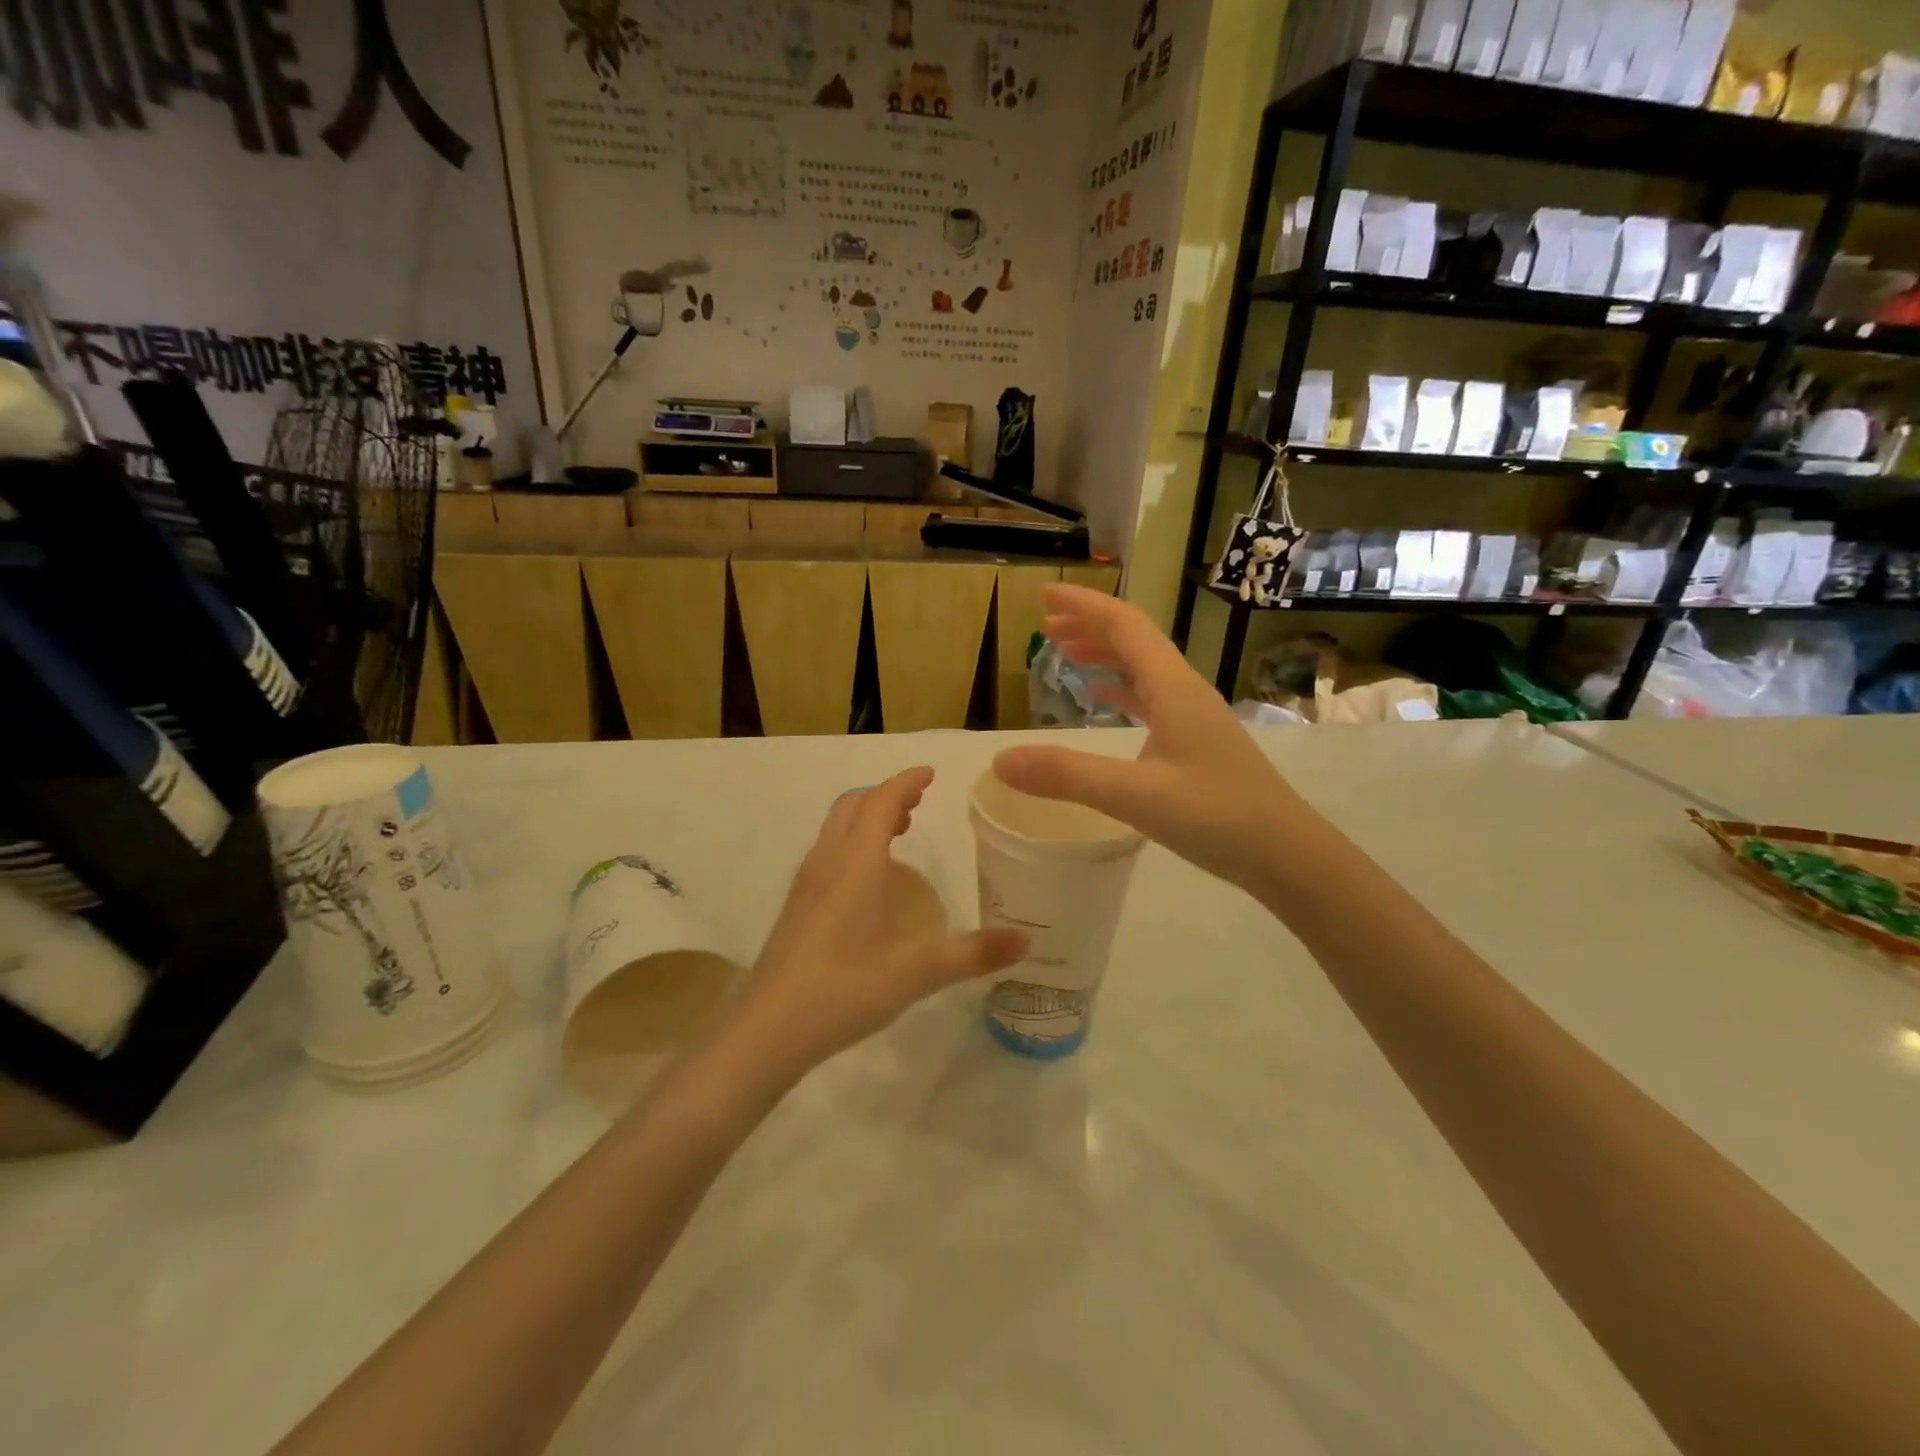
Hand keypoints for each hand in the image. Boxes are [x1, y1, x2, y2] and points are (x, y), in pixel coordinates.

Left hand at [729, 768, 1027, 1078]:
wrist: (770, 1028)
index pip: (881, 801)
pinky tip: (868, 880)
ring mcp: (806, 883)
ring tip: (898, 831)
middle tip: (918, 802)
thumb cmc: (847, 988)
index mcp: (857, 863)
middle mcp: (827, 862)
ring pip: (836, 828)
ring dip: (866, 817)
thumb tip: (1025, 941)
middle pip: (853, 806)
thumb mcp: (919, 972)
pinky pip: (827, 851)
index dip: (906, 782)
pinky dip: (852, 842)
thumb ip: (973, 953)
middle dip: (886, 795)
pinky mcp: (796, 906)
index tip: (930, 774)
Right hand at [993, 585, 1300, 896]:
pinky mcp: (1198, 742)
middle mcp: (1185, 691)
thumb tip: (1001, 761)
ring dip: (1105, 654)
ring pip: (1145, 668)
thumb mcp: (1134, 795)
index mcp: (1174, 688)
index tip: (1045, 595)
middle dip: (1089, 625)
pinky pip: (1153, 697)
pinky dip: (1122, 688)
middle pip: (1134, 640)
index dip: (1084, 606)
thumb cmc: (1217, 817)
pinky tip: (1106, 700)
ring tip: (1066, 653)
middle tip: (1046, 624)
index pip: (1125, 626)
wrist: (1288, 855)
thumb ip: (1066, 776)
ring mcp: (1195, 717)